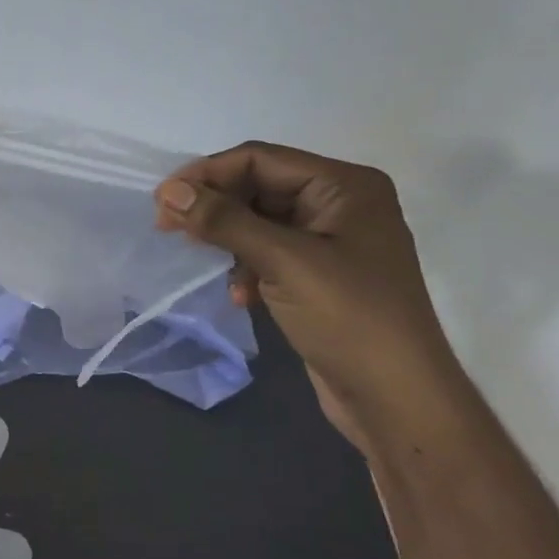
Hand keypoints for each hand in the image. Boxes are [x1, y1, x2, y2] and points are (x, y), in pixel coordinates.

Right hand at [154, 142, 462, 447]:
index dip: (207, 174)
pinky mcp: (318, 274)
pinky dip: (245, 267)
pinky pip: (267, 253)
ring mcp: (330, 241)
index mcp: (345, 186)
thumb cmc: (349, 318)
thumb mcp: (283, 262)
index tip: (162, 201)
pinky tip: (239, 296)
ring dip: (227, 241)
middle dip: (214, 208)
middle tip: (168, 230)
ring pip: (257, 221)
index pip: (260, 159)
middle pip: (257, 187)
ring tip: (206, 266)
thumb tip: (168, 192)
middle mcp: (339, 204)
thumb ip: (224, 221)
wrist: (396, 398)